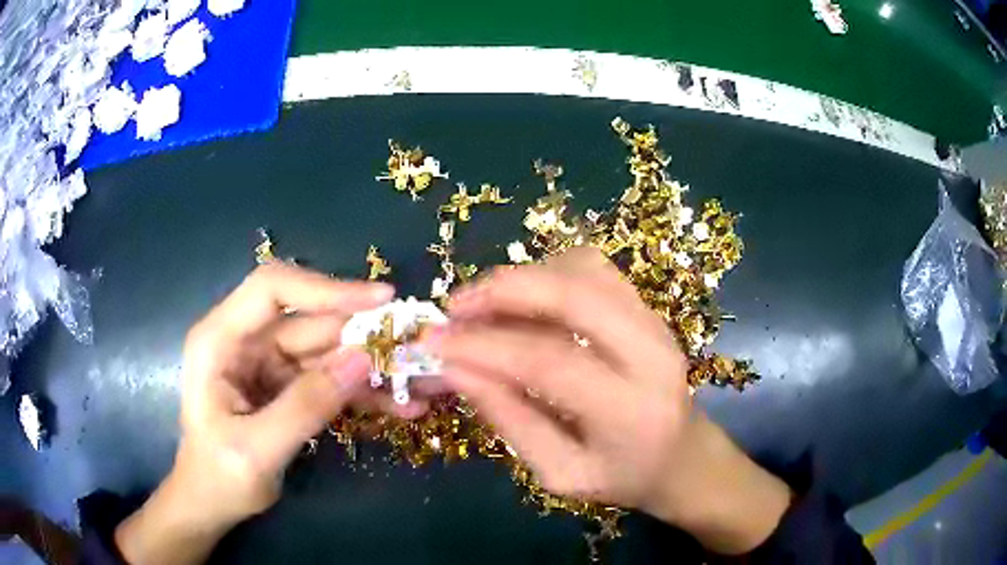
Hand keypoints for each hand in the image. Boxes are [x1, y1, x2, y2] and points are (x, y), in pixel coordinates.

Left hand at [116, 263, 394, 564]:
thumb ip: (304, 407)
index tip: (378, 300)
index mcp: (220, 340)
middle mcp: (244, 340)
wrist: (211, 503)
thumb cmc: (218, 477)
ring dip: (369, 366)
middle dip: (360, 333)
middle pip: (308, 320)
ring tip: (415, 383)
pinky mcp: (285, 384)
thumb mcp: (257, 450)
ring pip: (326, 349)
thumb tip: (361, 361)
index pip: (272, 290)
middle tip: (412, 346)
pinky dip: (361, 390)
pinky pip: (329, 377)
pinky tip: (399, 405)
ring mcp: (267, 362)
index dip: (324, 288)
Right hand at [433, 247, 791, 553]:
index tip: (435, 344)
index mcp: (630, 409)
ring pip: (583, 269)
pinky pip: (593, 269)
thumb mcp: (560, 473)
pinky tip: (524, 299)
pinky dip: (548, 272)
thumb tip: (456, 370)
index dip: (485, 348)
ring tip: (483, 305)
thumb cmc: (623, 477)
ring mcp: (654, 321)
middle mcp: (651, 352)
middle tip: (455, 307)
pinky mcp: (647, 307)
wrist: (683, 456)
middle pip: (574, 293)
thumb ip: (511, 420)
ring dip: (524, 278)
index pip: (549, 361)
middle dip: (503, 290)